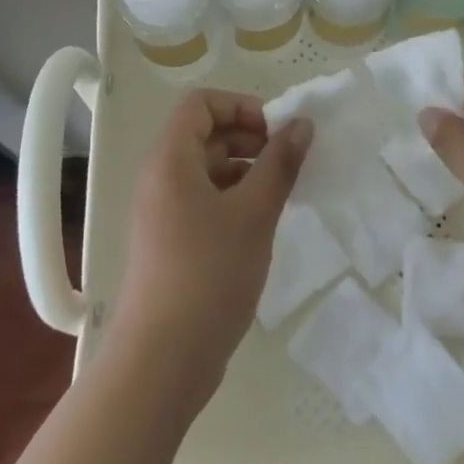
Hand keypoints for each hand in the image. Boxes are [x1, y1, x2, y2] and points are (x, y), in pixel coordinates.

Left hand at [110, 90, 312, 400]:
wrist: (163, 360)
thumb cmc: (209, 273)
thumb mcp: (254, 213)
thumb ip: (280, 164)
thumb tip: (302, 124)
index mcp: (171, 159)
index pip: (201, 104)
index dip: (241, 106)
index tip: (276, 132)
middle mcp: (161, 178)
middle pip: (205, 134)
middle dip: (249, 138)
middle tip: (287, 162)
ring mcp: (162, 212)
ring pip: (207, 170)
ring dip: (245, 170)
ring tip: (281, 193)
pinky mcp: (170, 242)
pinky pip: (203, 200)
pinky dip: (233, 199)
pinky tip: (261, 224)